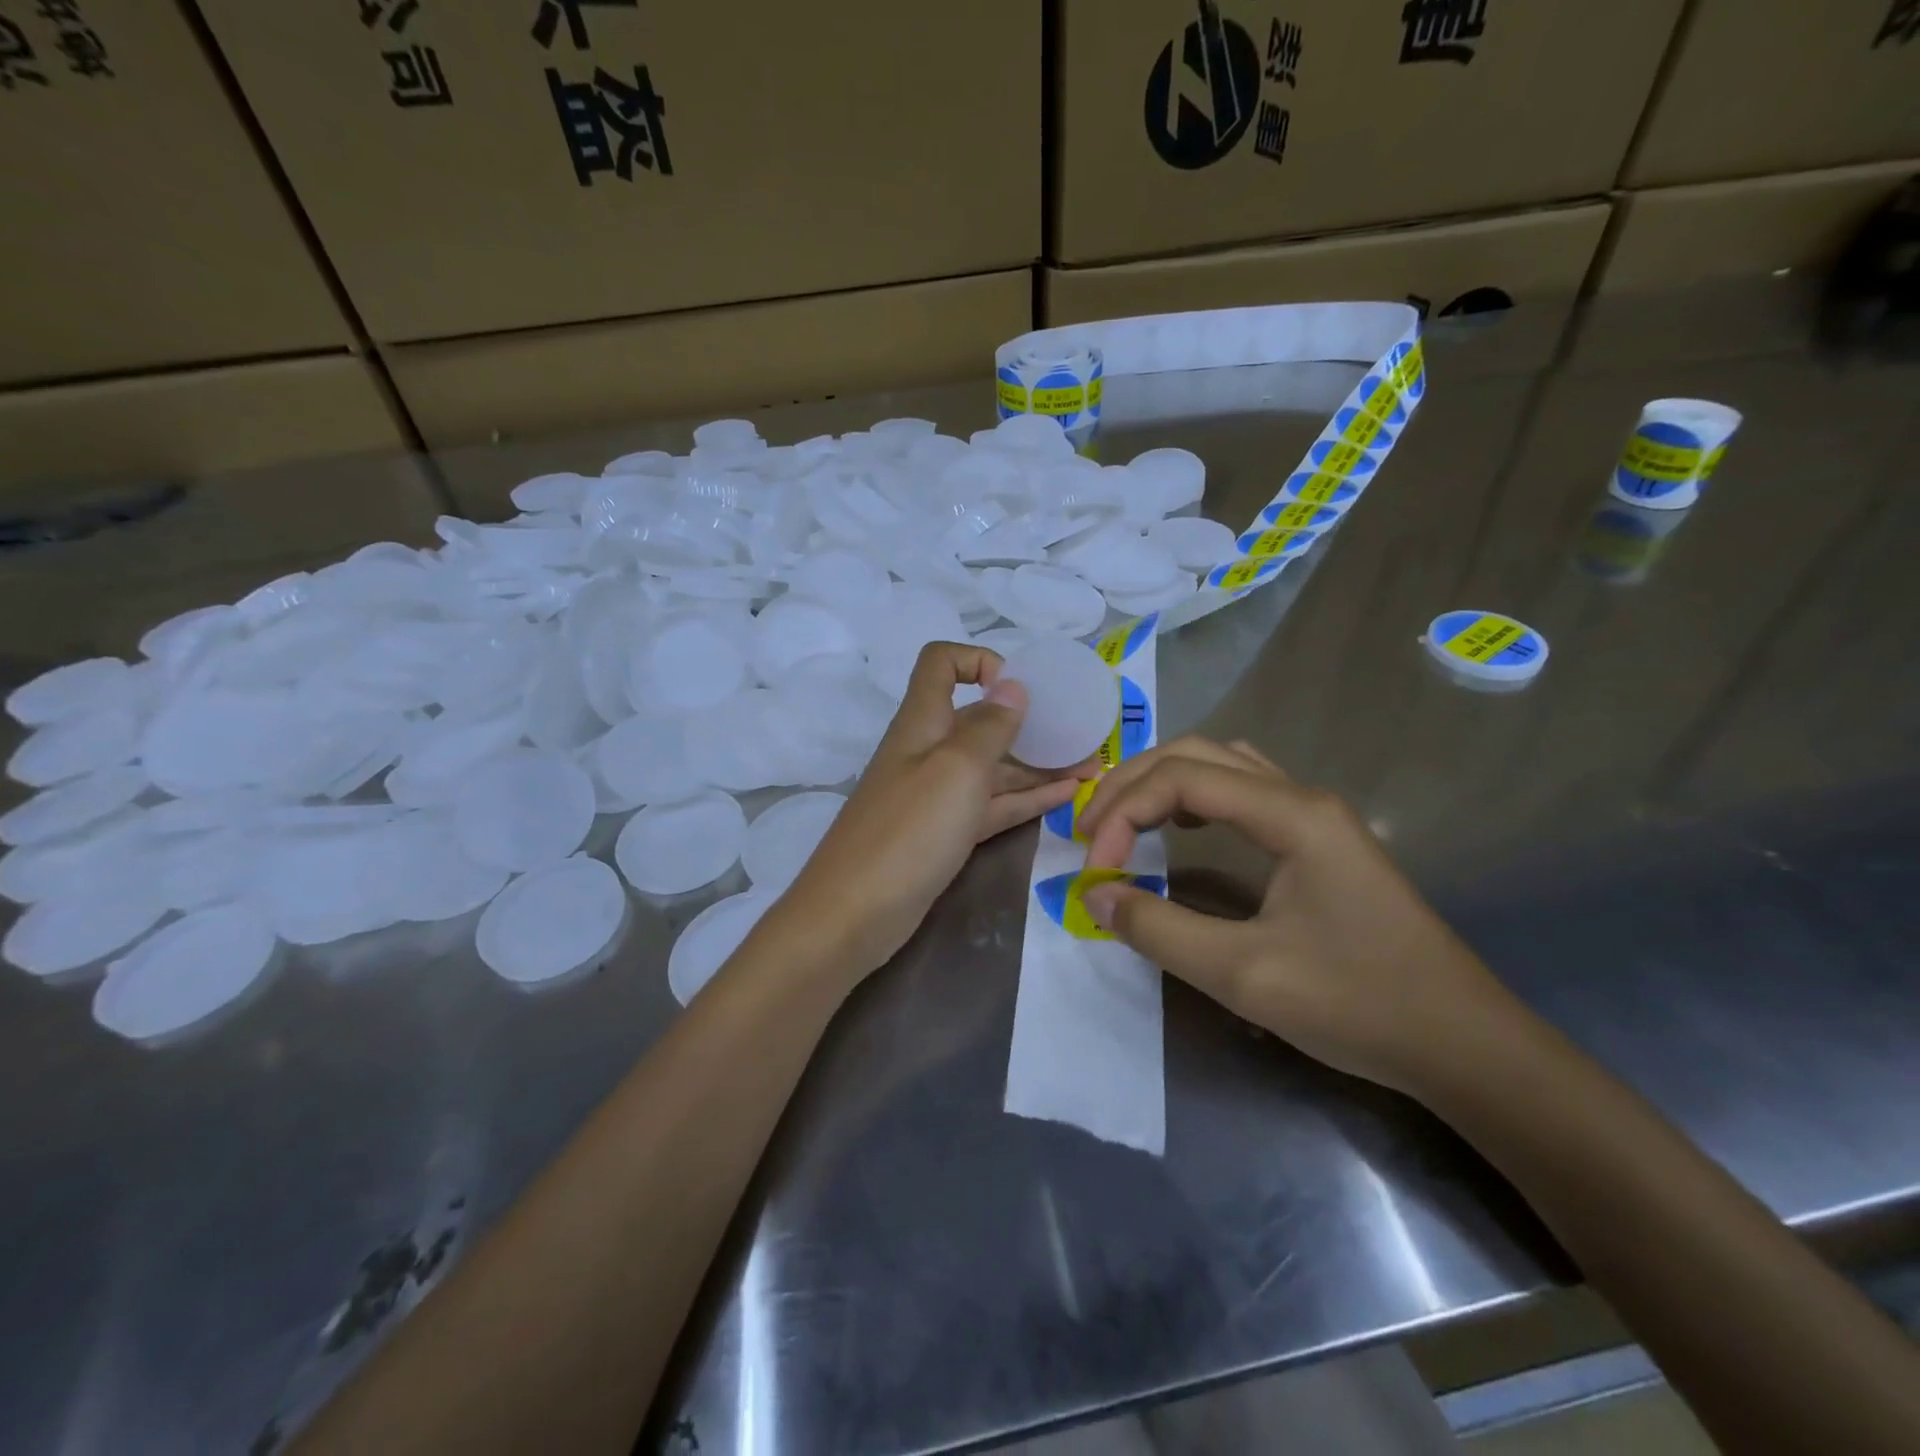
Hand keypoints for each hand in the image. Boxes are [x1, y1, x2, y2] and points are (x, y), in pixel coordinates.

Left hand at [777, 642, 1089, 984]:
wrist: (855, 914)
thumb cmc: (908, 830)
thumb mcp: (956, 770)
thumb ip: (989, 726)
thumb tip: (1011, 685)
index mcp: (923, 722)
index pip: (941, 664)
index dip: (978, 661)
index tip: (1018, 686)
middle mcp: (930, 751)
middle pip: (980, 720)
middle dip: (1030, 721)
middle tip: (1083, 734)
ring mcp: (937, 796)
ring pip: (994, 767)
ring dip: (1040, 764)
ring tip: (1093, 768)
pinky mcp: (946, 834)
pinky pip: (993, 805)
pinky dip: (1027, 798)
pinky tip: (1068, 796)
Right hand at [1077, 736, 1528, 1098]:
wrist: (1464, 1045)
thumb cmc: (1358, 1005)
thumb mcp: (1244, 974)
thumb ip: (1159, 930)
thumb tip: (1094, 896)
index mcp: (1291, 814)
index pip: (1181, 779)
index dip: (1123, 814)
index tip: (1096, 873)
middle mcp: (1301, 797)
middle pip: (1196, 755)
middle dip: (1132, 785)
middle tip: (1090, 834)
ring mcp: (1314, 815)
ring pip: (1221, 766)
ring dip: (1162, 783)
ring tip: (1122, 822)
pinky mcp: (1318, 840)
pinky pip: (1242, 792)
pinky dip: (1194, 798)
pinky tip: (1179, 830)